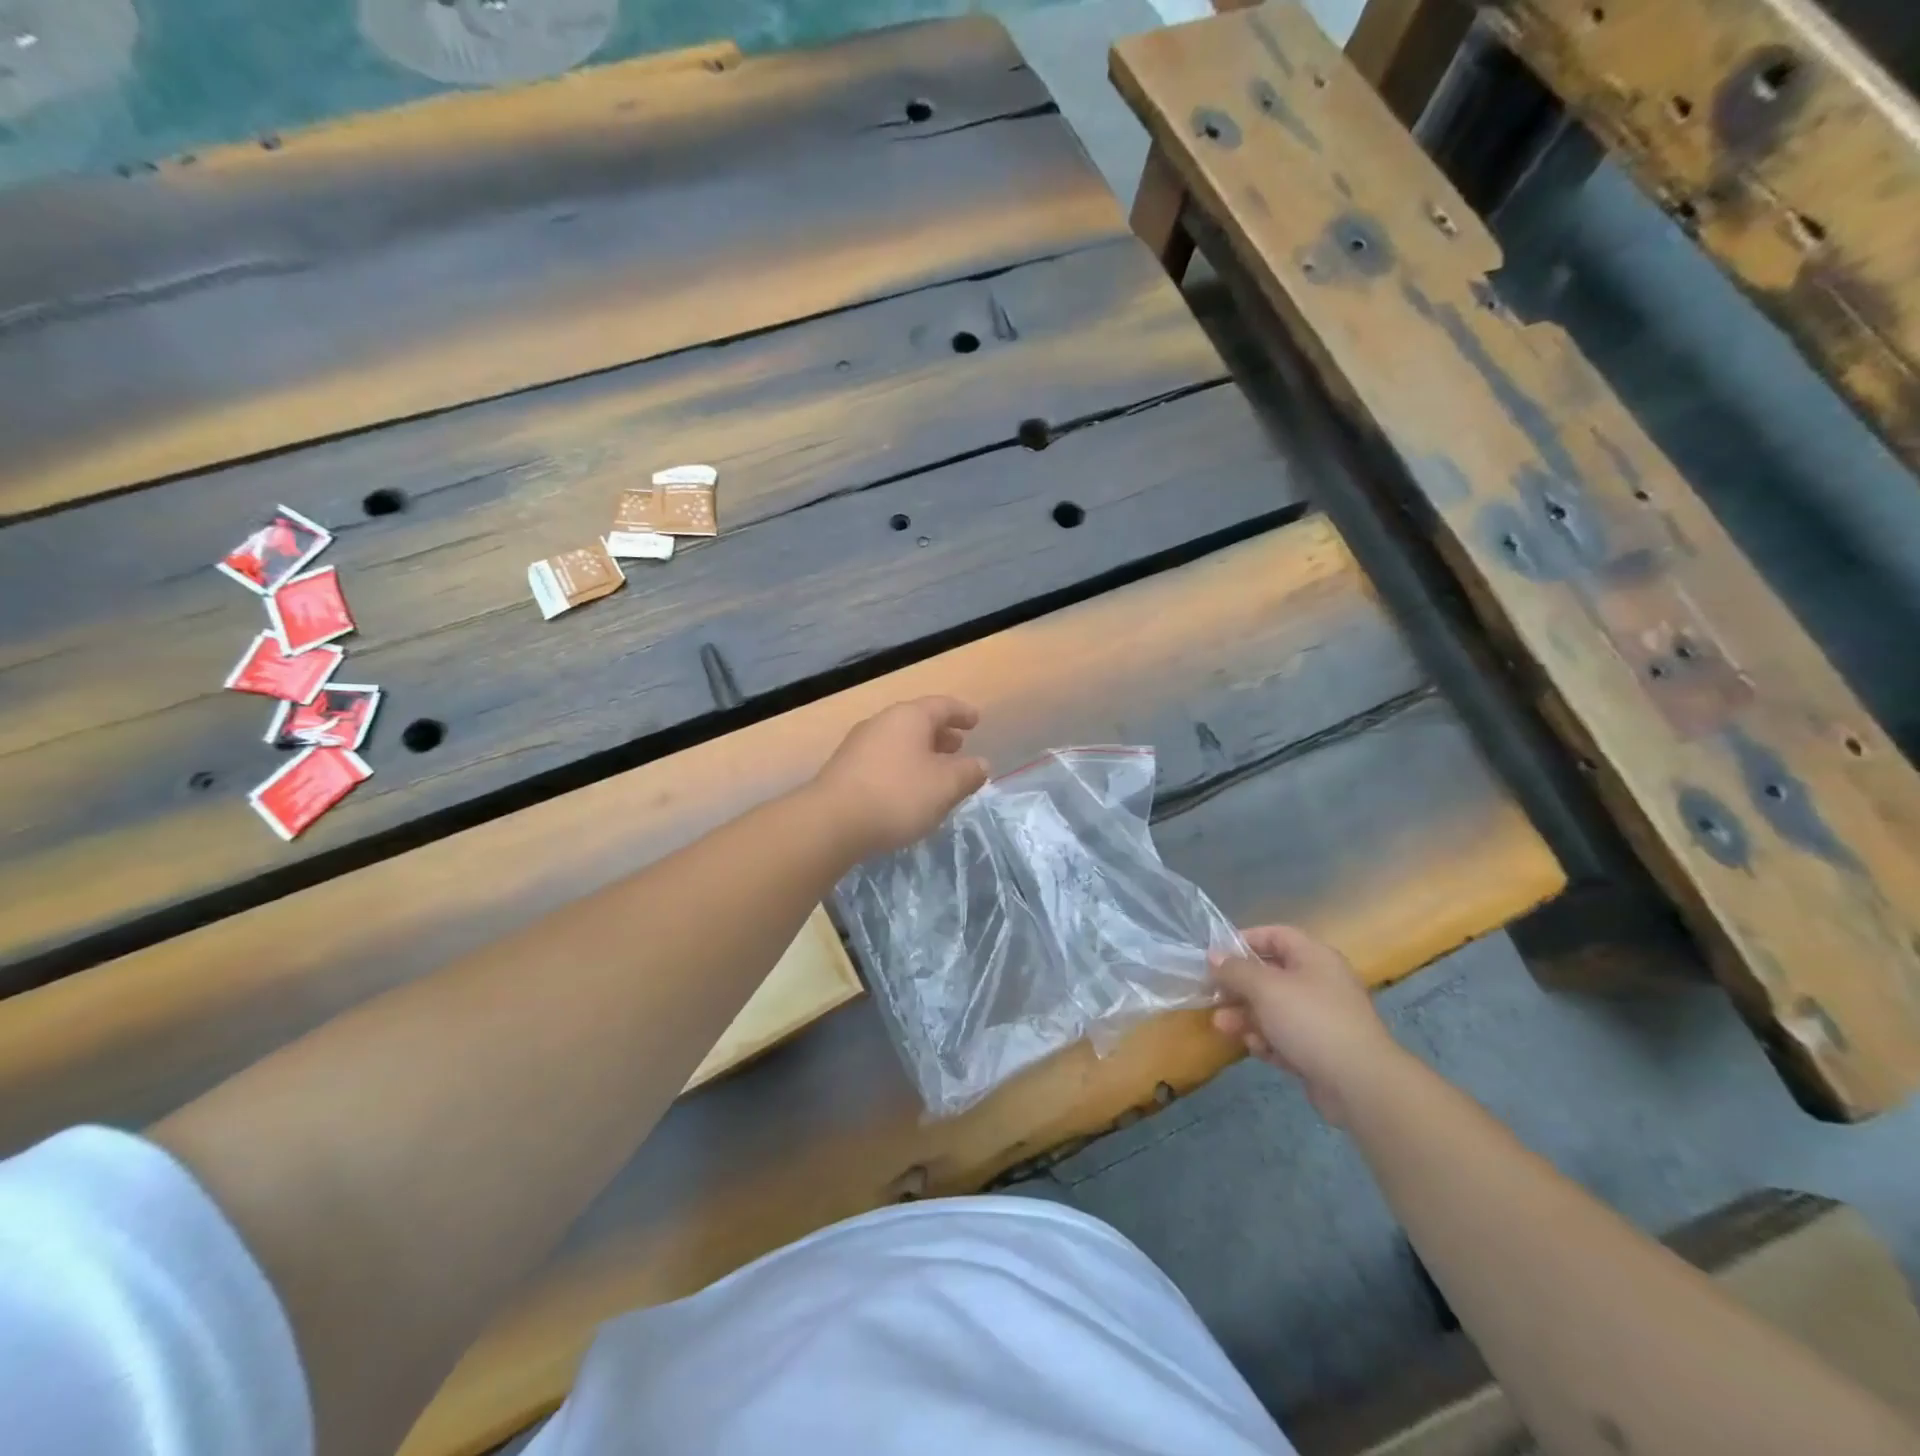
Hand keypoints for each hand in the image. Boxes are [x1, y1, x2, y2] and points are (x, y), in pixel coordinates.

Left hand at [810, 697, 989, 858]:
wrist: (832, 822)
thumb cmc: (898, 795)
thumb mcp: (945, 786)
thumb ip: (968, 773)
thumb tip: (980, 764)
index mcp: (909, 717)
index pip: (942, 706)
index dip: (962, 713)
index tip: (976, 720)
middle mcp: (882, 722)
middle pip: (917, 722)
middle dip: (940, 734)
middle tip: (958, 746)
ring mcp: (859, 745)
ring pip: (899, 742)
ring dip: (921, 753)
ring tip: (936, 771)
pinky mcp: (845, 770)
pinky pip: (883, 760)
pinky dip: (902, 767)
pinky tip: (908, 790)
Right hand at [1210, 925, 1399, 1125]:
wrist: (1360, 1083)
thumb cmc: (1310, 1020)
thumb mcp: (1265, 988)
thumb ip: (1235, 970)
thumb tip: (1214, 957)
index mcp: (1314, 957)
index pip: (1276, 935)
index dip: (1244, 940)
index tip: (1216, 956)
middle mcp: (1320, 983)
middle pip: (1270, 975)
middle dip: (1239, 987)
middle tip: (1212, 996)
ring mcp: (1322, 1019)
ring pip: (1274, 1009)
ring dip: (1246, 1016)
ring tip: (1222, 1027)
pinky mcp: (1320, 1050)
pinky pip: (1286, 1037)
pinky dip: (1267, 1041)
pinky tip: (1255, 1049)